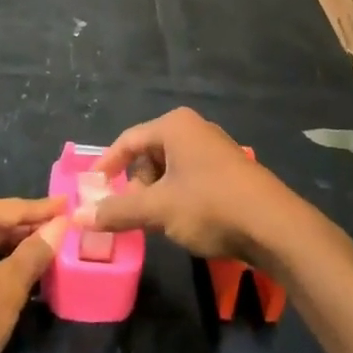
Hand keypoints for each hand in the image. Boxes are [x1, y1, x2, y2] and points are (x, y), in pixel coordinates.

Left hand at [0, 197, 68, 352]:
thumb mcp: (9, 287)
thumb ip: (35, 252)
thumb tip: (58, 225)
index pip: (12, 208)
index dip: (44, 210)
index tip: (69, 205)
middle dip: (27, 232)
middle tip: (61, 237)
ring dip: (9, 251)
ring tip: (43, 259)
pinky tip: (10, 280)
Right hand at [78, 108, 303, 266]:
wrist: (275, 226)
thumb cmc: (211, 206)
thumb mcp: (158, 209)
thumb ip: (117, 211)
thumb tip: (78, 217)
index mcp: (174, 126)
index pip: (127, 140)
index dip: (106, 166)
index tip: (91, 191)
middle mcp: (193, 129)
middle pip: (148, 154)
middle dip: (135, 186)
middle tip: (130, 214)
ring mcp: (214, 149)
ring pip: (169, 170)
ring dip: (156, 195)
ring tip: (157, 222)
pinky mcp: (229, 171)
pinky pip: (189, 178)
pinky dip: (177, 197)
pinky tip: (182, 222)